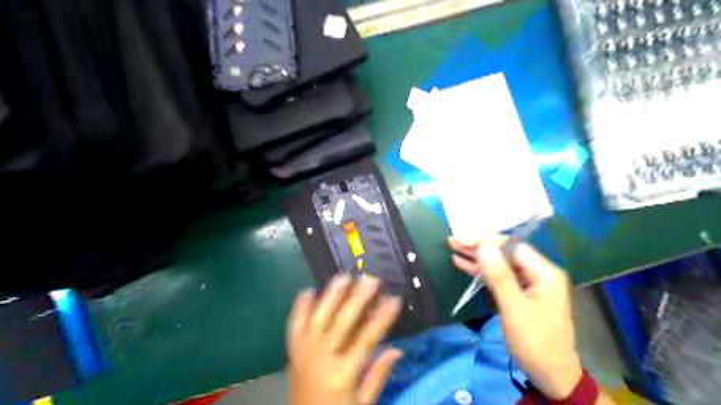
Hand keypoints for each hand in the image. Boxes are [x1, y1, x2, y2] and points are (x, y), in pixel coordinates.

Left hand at [285, 275, 402, 404]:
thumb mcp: (363, 404)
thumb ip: (379, 375)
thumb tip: (397, 349)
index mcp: (343, 372)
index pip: (367, 338)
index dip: (382, 317)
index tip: (395, 299)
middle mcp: (322, 357)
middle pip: (342, 321)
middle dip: (358, 298)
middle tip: (371, 279)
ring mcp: (304, 352)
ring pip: (319, 317)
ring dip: (331, 295)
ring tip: (344, 276)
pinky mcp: (293, 351)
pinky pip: (294, 325)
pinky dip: (300, 308)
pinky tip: (307, 291)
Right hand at [449, 237, 584, 398]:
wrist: (551, 376)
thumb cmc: (535, 342)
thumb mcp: (514, 308)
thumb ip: (499, 275)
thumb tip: (483, 245)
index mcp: (544, 273)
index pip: (512, 246)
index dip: (486, 241)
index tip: (462, 240)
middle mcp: (538, 273)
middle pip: (504, 253)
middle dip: (479, 247)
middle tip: (452, 242)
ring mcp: (528, 284)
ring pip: (499, 264)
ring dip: (477, 258)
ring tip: (453, 249)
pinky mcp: (519, 294)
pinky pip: (499, 277)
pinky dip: (481, 272)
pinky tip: (463, 265)